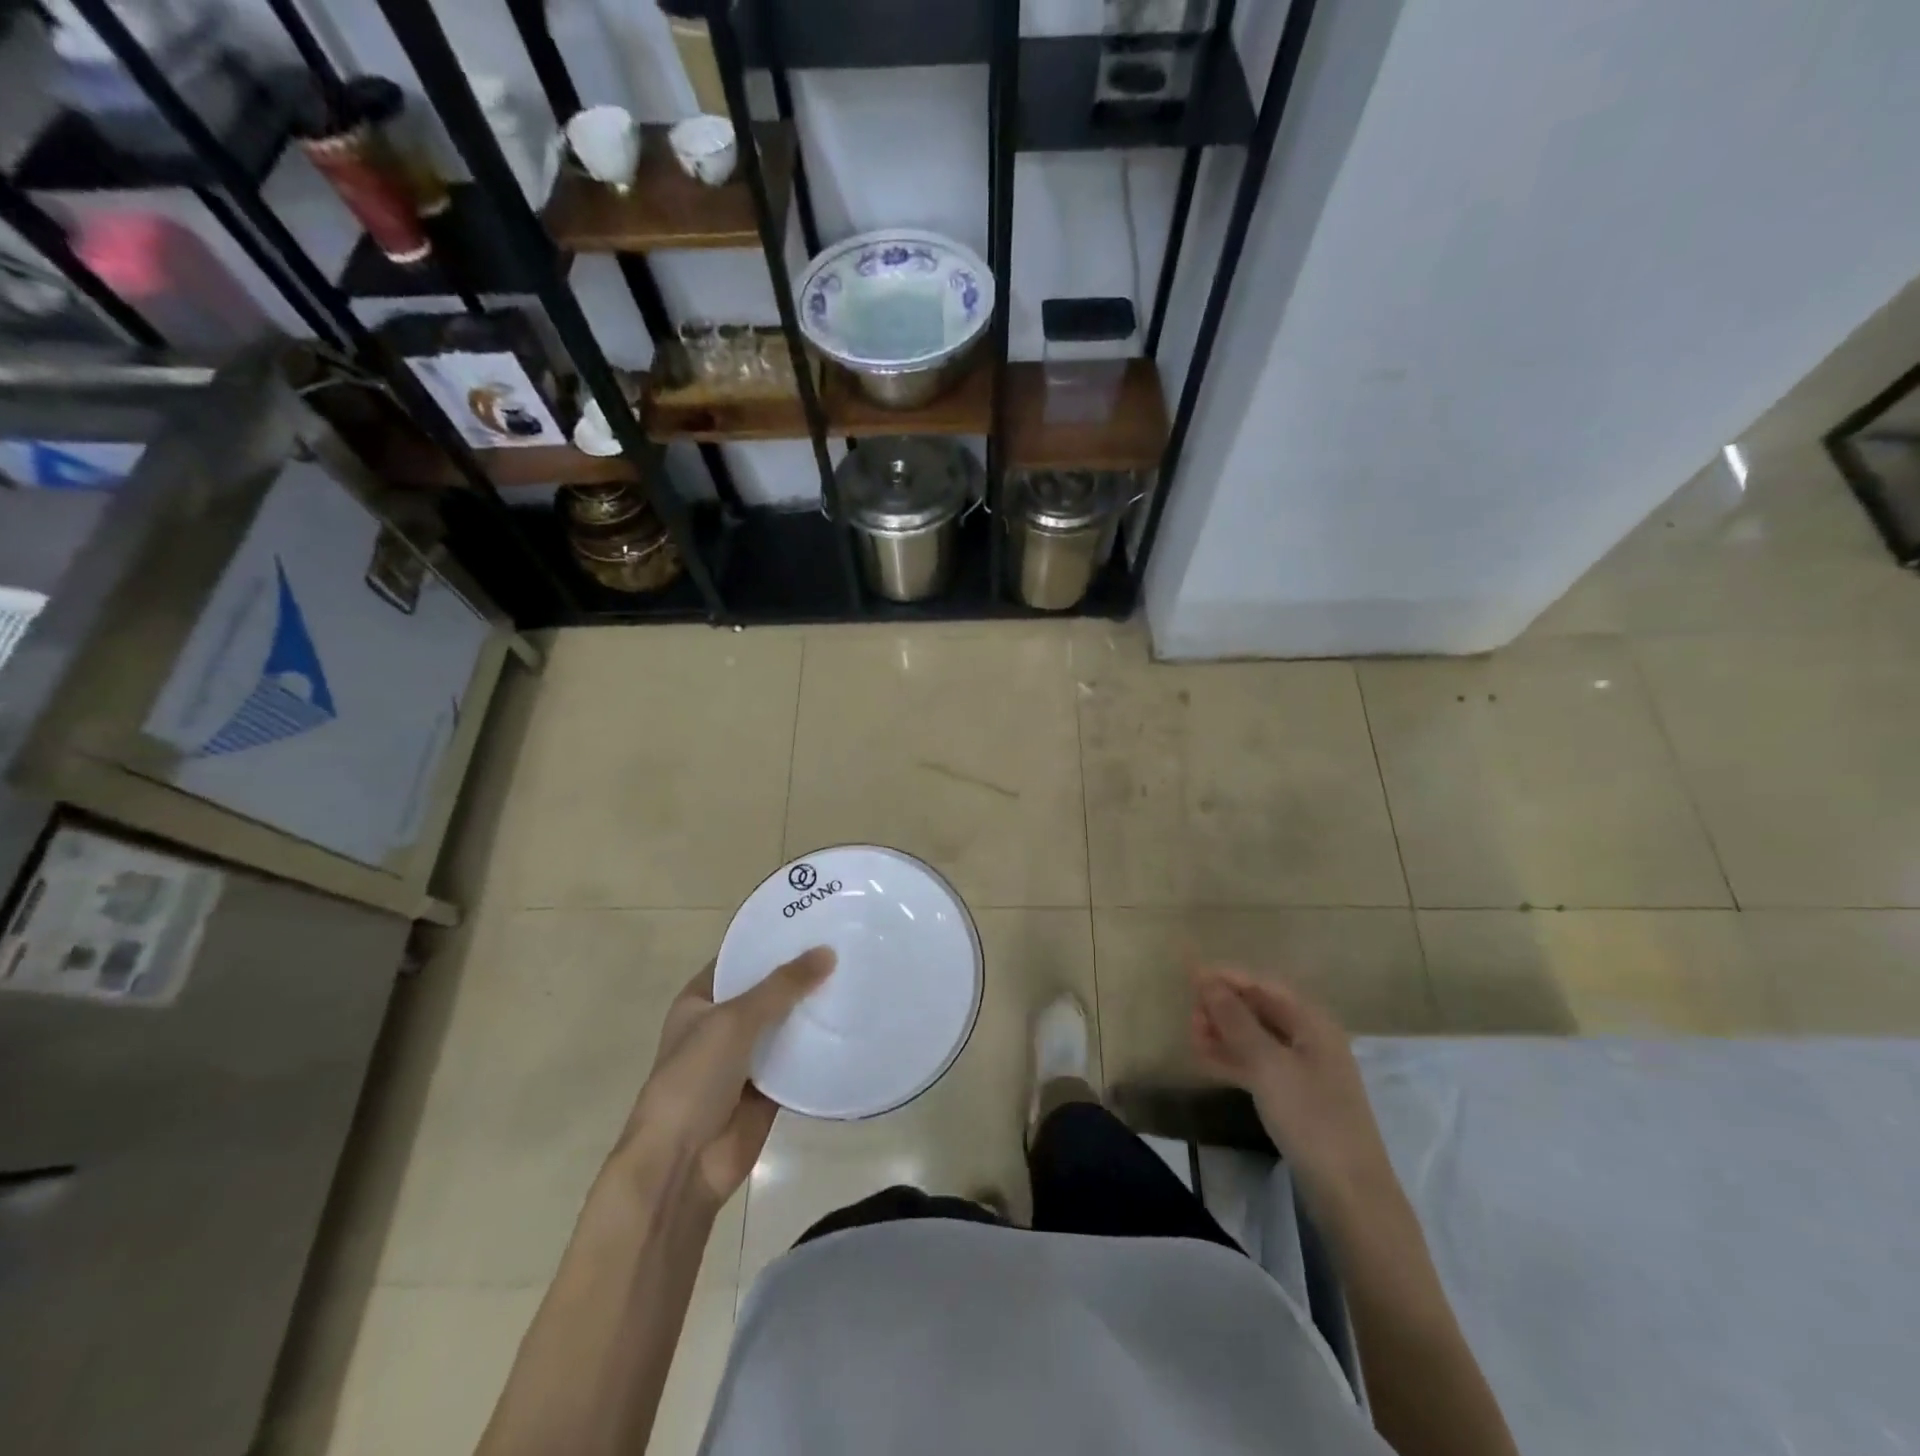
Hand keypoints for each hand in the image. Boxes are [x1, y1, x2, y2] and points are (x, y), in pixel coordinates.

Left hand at [622, 947, 835, 1208]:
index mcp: (700, 1000)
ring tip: (858, 976)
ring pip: (786, 1024)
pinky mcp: (769, 1088)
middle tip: (847, 944)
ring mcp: (746, 1057)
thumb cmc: (694, 1079)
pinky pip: (798, 1059)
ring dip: (814, 1008)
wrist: (682, 1163)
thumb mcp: (734, 1020)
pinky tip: (853, 1024)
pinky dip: (819, 1046)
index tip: (813, 920)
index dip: (771, 940)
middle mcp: (722, 1024)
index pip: (739, 958)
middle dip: (801, 973)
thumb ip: (782, 986)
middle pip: (767, 990)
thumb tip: (828, 951)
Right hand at [1189, 964, 1399, 1218]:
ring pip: (1256, 1037)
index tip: (1189, 976)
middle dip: (1223, 1006)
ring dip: (1223, 1032)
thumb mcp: (1267, 1064)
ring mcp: (1303, 1069)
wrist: (1349, 1193)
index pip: (1263, 984)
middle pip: (1260, 1009)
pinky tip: (1204, 1060)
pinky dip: (1232, 1058)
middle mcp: (1310, 1038)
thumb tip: (1206, 981)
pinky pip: (1258, 1064)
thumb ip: (1235, 1020)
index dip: (1226, 977)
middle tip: (1189, 1014)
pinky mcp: (1295, 1096)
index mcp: (1312, 1022)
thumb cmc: (1310, 1117)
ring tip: (1191, 1035)